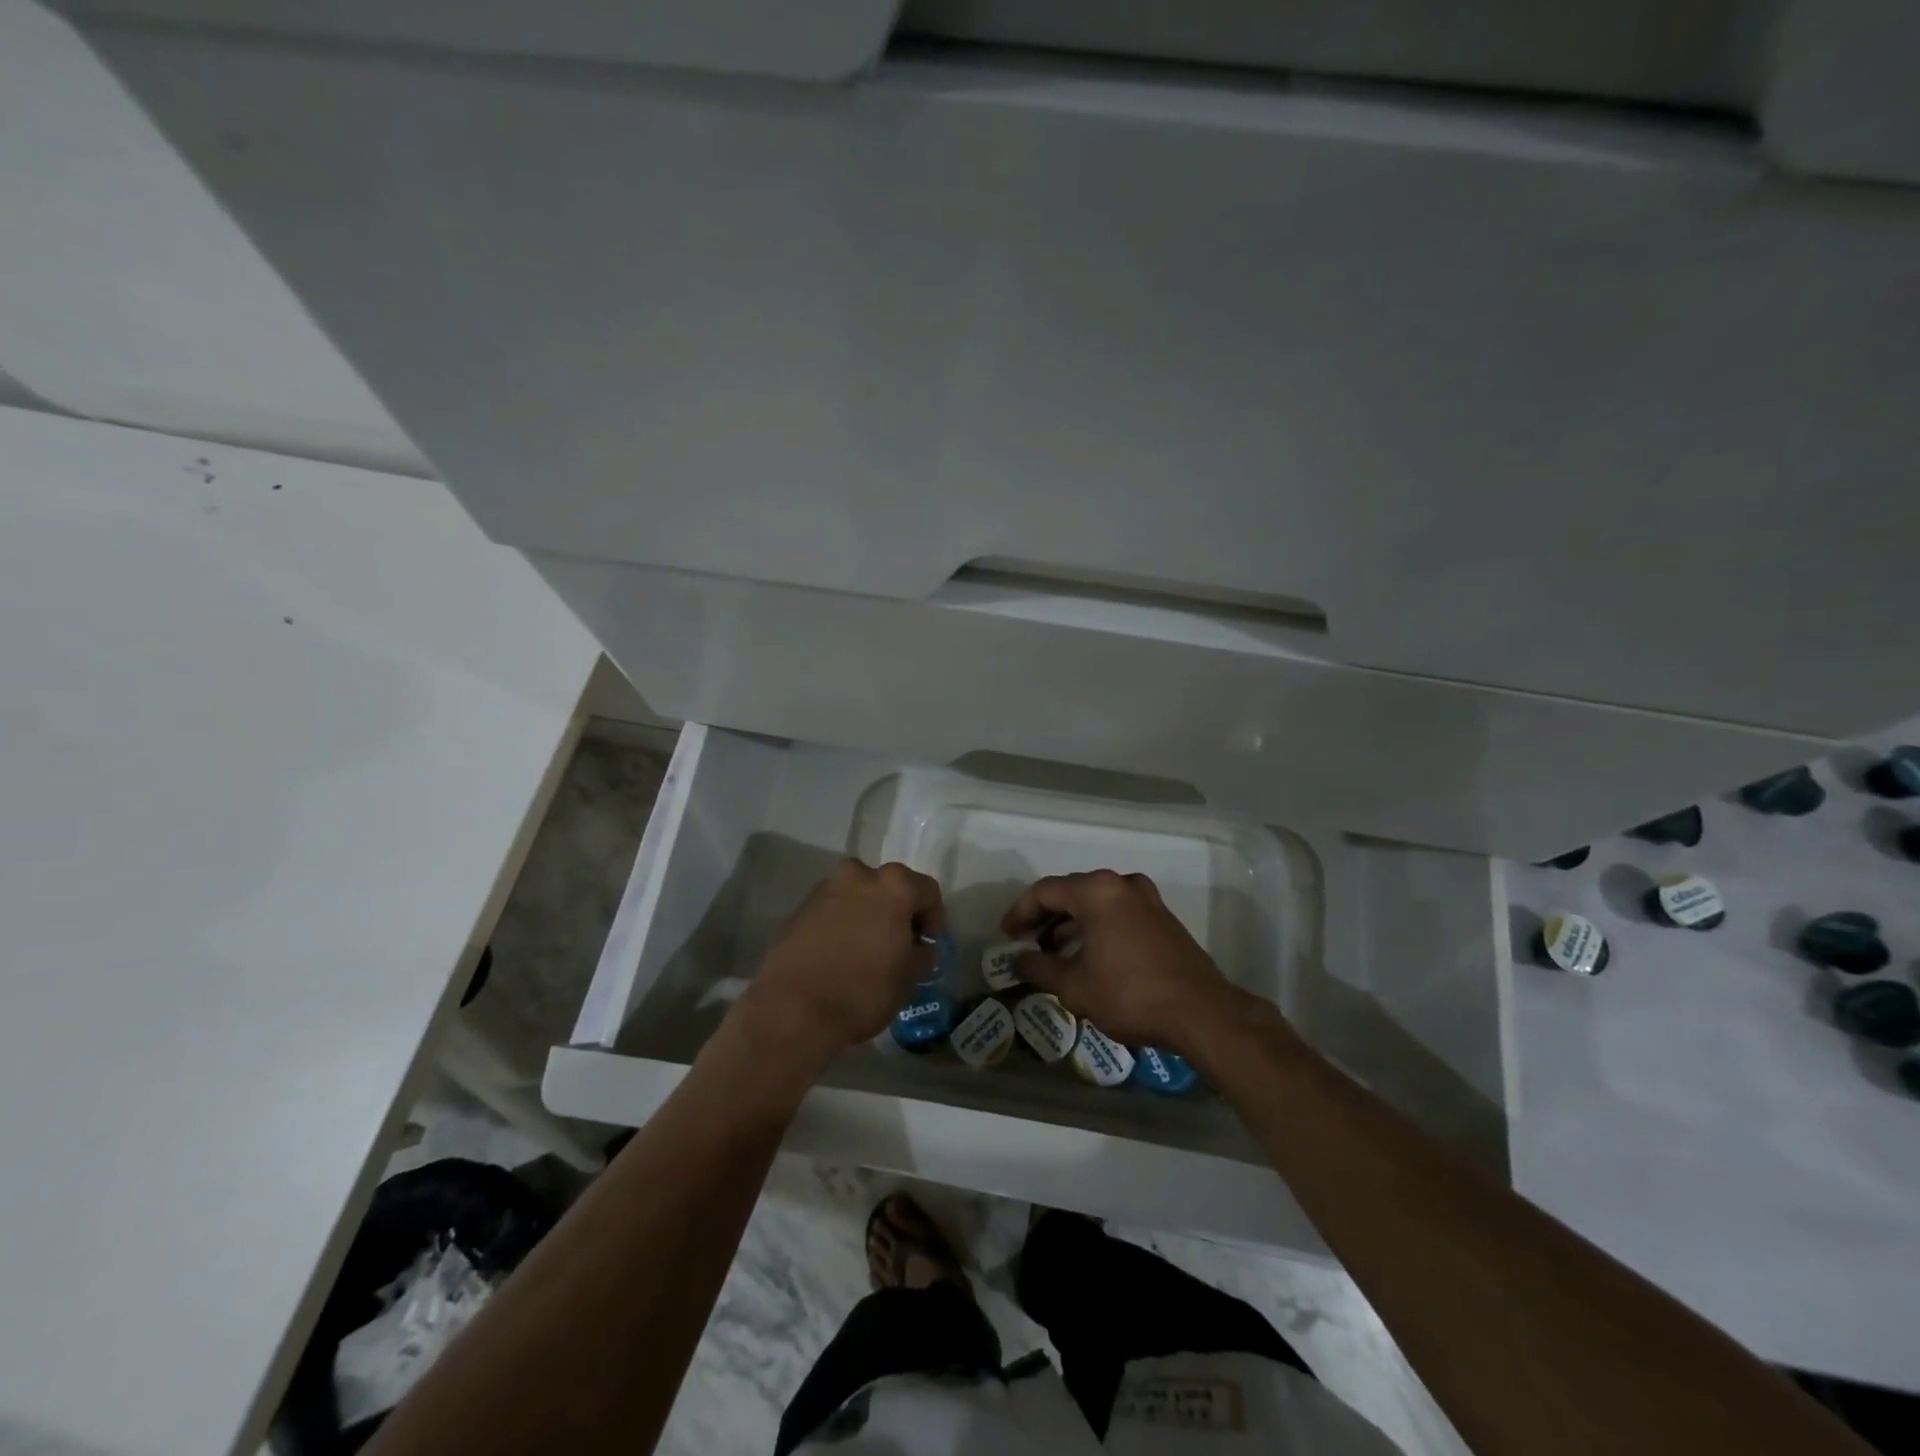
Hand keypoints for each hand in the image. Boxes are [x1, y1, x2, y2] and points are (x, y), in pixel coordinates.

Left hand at [739, 858, 944, 1070]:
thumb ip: (920, 954)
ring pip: (857, 895)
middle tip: (897, 943)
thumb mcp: (908, 979)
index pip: (927, 891)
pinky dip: (840, 924)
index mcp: (893, 886)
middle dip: (897, 910)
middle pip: (889, 886)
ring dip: (866, 914)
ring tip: (865, 949)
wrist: (793, 1009)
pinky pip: (832, 910)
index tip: (926, 945)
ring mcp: (825, 889)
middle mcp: (859, 876)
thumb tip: (918, 947)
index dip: (933, 918)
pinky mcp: (799, 909)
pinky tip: (838, 954)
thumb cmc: (863, 991)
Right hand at [1003, 869, 1250, 1054]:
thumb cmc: (1130, 994)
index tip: (1007, 935)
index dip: (1020, 912)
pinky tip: (1088, 955)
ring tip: (1053, 952)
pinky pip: (1118, 912)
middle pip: (1071, 892)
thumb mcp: (1074, 986)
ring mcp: (1147, 898)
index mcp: (1096, 891)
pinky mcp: (1162, 917)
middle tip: (1026, 941)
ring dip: (1071, 923)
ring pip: (1096, 902)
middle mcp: (1121, 884)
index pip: (1045, 891)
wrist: (1201, 1013)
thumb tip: (1019, 961)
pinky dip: (1097, 927)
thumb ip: (1039, 969)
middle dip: (1045, 916)